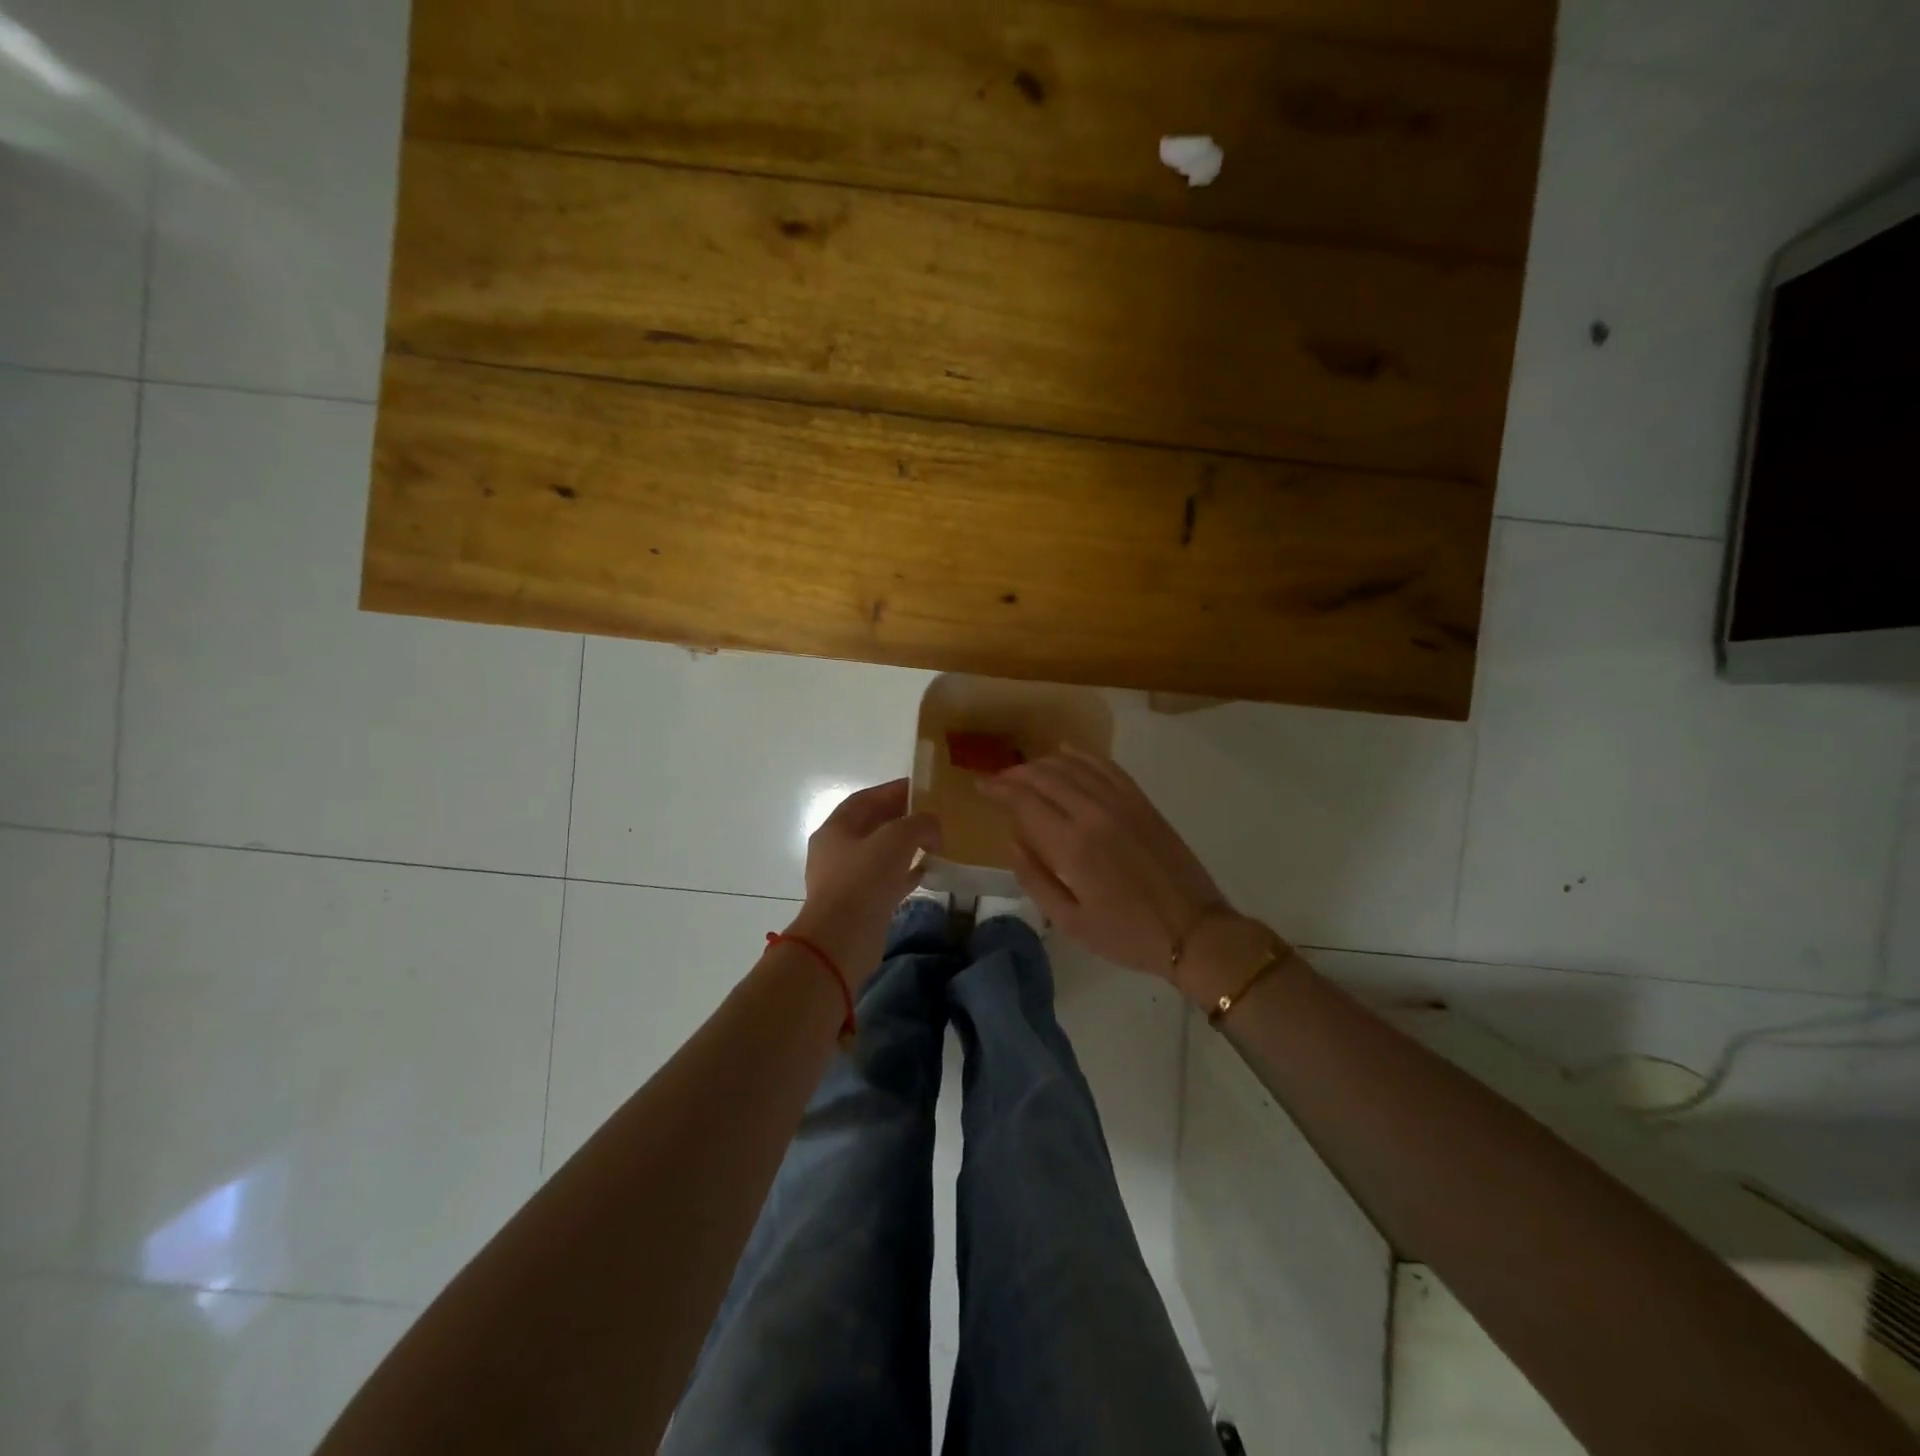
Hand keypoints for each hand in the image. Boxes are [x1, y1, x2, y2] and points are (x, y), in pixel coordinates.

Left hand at [787, 779, 941, 977]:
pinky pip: (886, 881)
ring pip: (880, 855)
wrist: (842, 941)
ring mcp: (846, 880)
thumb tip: (932, 828)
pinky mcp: (859, 905)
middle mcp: (836, 851)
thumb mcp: (896, 838)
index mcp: (836, 828)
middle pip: (872, 826)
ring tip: (934, 842)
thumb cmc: (864, 880)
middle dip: (902, 819)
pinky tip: (928, 871)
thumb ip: (919, 823)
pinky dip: (906, 873)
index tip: (921, 788)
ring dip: (906, 847)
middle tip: (932, 816)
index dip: (893, 791)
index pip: (866, 799)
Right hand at [977, 748, 1241, 980]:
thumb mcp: (1070, 921)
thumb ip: (1034, 879)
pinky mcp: (1142, 802)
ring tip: (1024, 771)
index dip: (998, 789)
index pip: (1024, 801)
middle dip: (1015, 774)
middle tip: (997, 780)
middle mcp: (1094, 813)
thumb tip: (1011, 842)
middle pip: (1045, 777)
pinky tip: (1067, 754)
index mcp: (1072, 845)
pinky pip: (1106, 767)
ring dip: (1043, 763)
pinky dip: (1082, 756)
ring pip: (1073, 766)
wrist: (1194, 930)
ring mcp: (1122, 803)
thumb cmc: (1126, 934)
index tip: (980, 787)